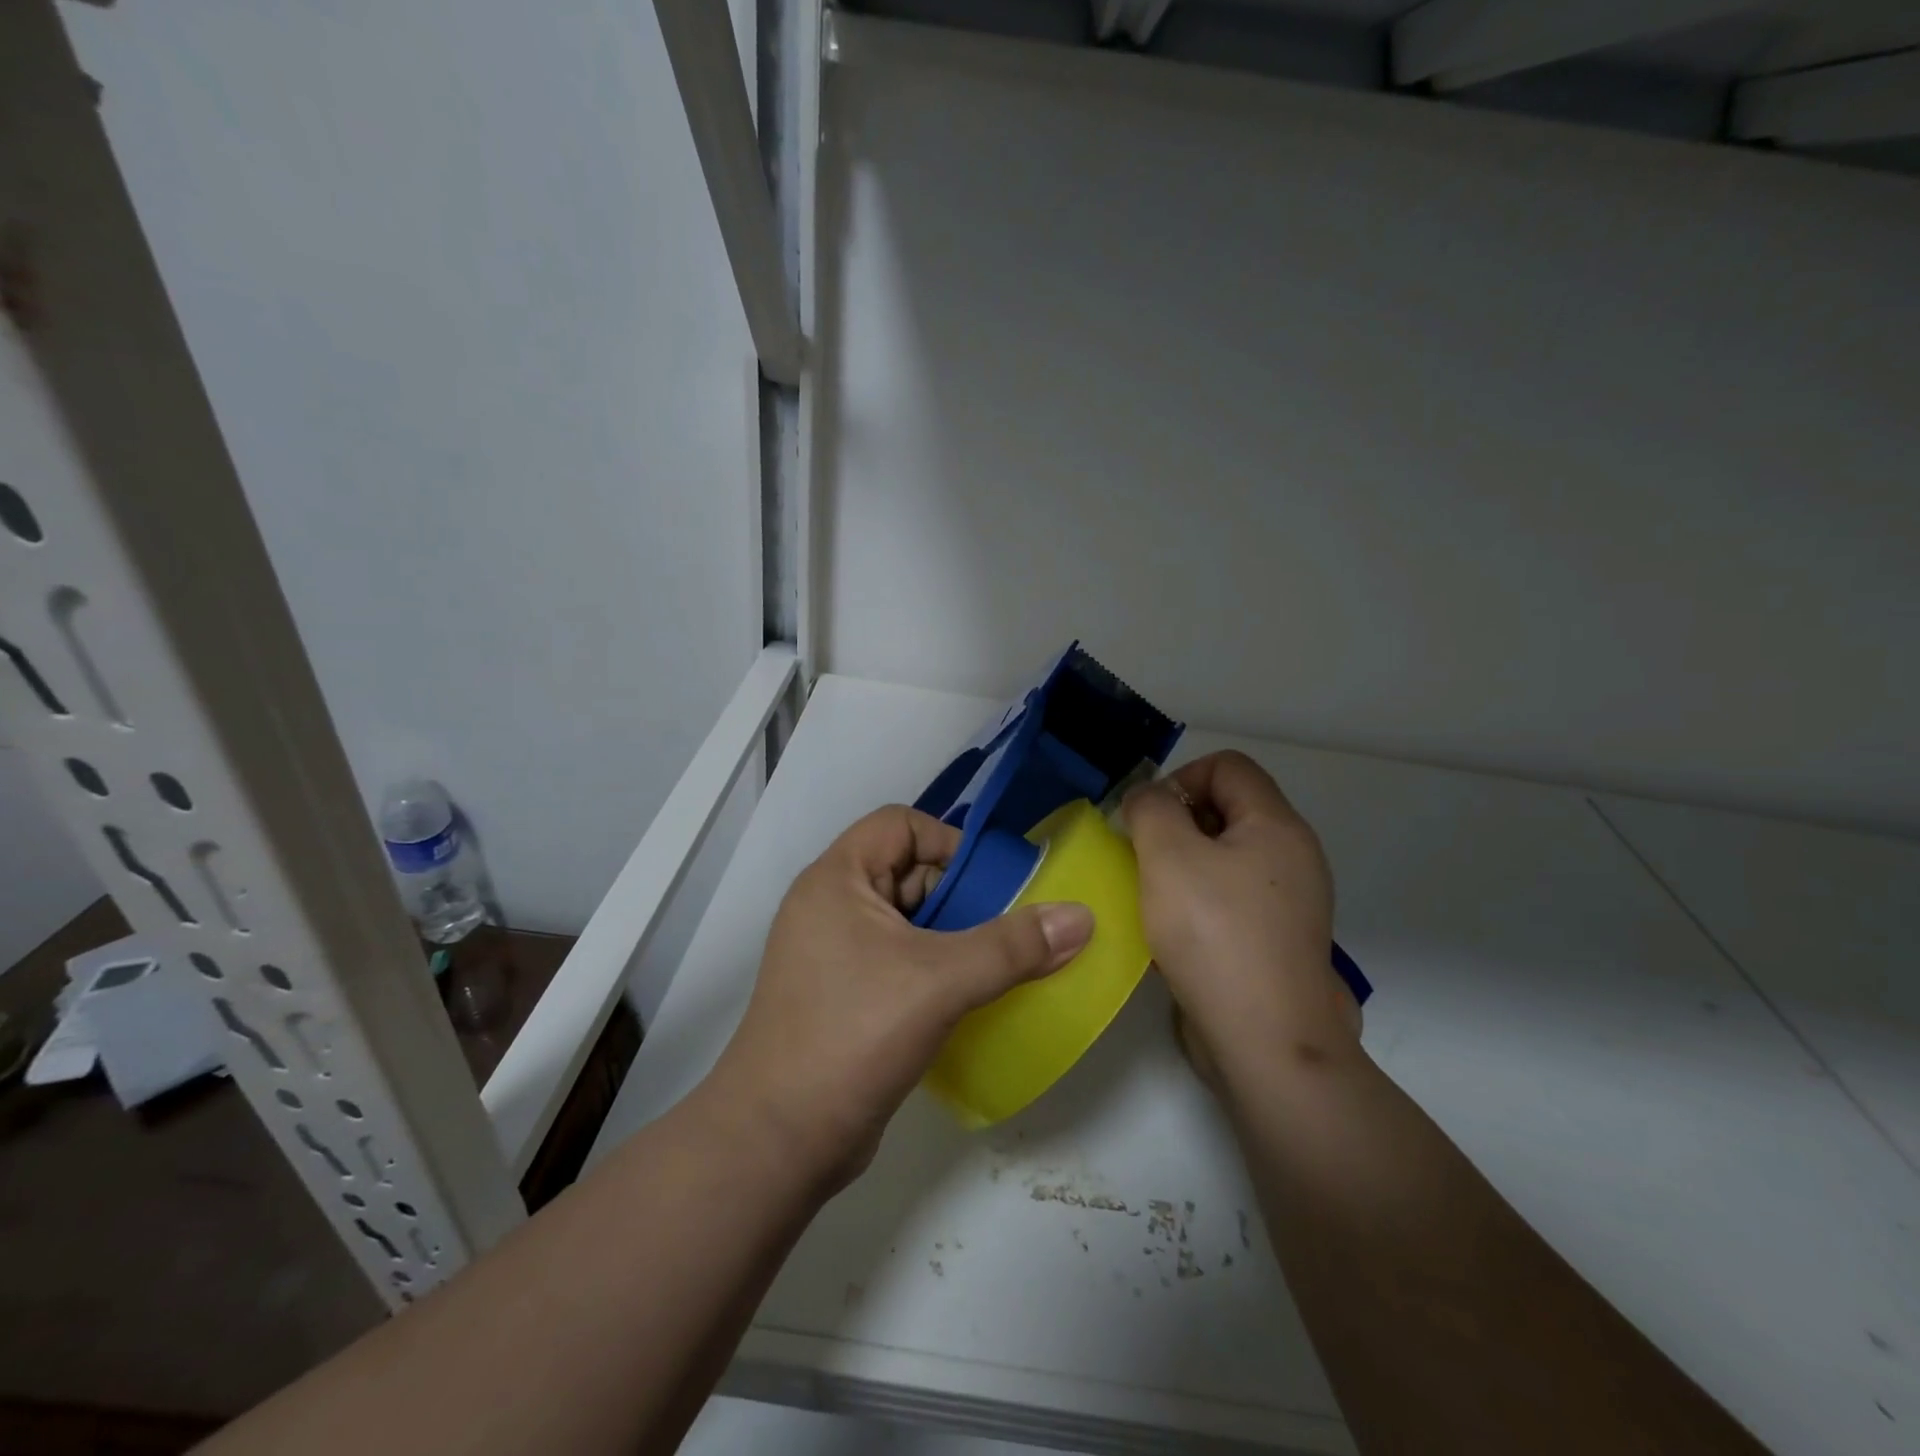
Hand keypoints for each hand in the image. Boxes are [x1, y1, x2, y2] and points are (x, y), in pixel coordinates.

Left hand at [708, 806, 1093, 1188]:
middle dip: (961, 895)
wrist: (777, 1142)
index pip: (900, 824)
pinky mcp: (844, 995)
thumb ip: (1012, 947)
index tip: (992, 884)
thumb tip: (1081, 916)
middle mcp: (830, 906)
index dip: (949, 842)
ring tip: (1002, 963)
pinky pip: (900, 960)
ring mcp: (834, 953)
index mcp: (837, 879)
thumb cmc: (852, 1035)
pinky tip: (972, 996)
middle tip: (1009, 929)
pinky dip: (937, 968)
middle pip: (908, 871)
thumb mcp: (939, 981)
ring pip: (907, 921)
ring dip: (954, 936)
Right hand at [1122, 752, 1357, 1085]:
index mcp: (1277, 825)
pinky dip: (1201, 898)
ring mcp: (1291, 901)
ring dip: (1185, 863)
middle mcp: (1294, 855)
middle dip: (1178, 821)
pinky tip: (1176, 930)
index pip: (1228, 765)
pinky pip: (1234, 895)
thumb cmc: (1214, 935)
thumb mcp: (1168, 856)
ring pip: (1228, 854)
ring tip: (1155, 895)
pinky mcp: (1278, 938)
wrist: (1266, 1041)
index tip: (1148, 819)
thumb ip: (1151, 808)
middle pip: (1229, 807)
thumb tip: (1150, 797)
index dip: (1180, 778)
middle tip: (1145, 857)